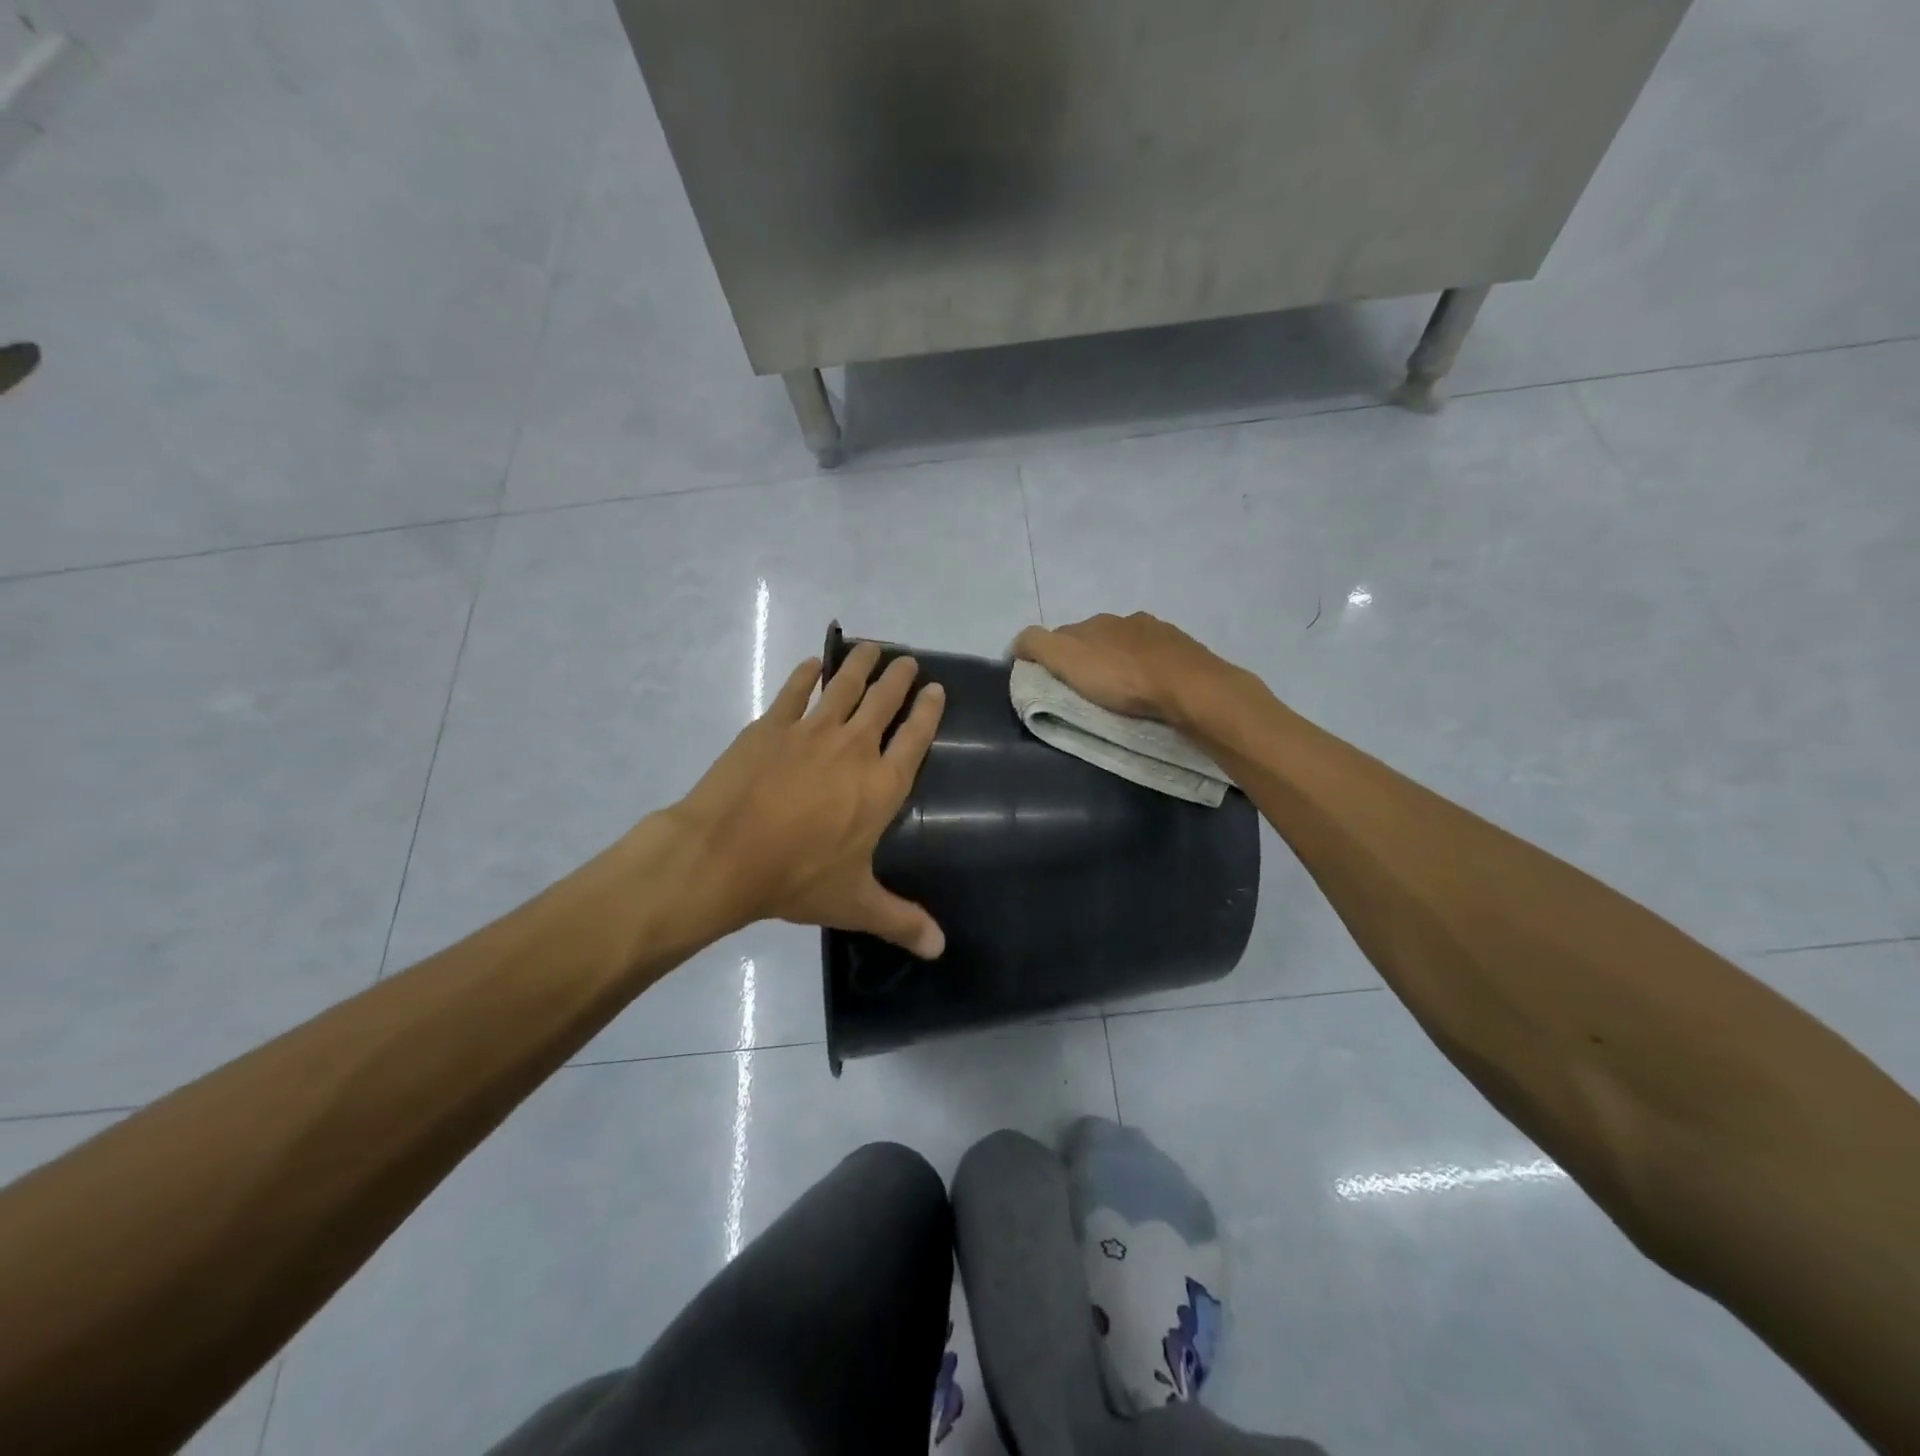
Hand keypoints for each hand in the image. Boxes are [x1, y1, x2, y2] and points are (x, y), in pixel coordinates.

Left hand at [670, 641, 946, 957]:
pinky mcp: (771, 726)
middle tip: (907, 661)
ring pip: (844, 686)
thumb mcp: (854, 903)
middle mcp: (854, 748)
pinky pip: (795, 691)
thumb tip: (941, 949)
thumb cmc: (796, 878)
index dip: (928, 711)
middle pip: (884, 702)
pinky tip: (812, 665)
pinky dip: (806, 675)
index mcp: (881, 786)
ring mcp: (811, 731)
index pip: (915, 739)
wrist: (723, 854)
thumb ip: (900, 921)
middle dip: (899, 678)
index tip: (936, 689)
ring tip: (872, 648)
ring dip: (860, 665)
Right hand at [1011, 613, 1235, 725]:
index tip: (1050, 683)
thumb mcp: (1066, 659)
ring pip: (1128, 647)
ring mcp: (1159, 634)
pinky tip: (1150, 690)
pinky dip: (1147, 670)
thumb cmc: (1122, 677)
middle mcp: (1126, 620)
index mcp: (1095, 622)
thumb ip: (1037, 646)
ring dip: (1120, 664)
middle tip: (1085, 691)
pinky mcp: (1184, 653)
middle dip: (1088, 659)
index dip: (1052, 656)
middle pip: (1096, 639)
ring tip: (1120, 693)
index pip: (1062, 634)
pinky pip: (1156, 659)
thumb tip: (1016, 644)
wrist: (1189, 688)